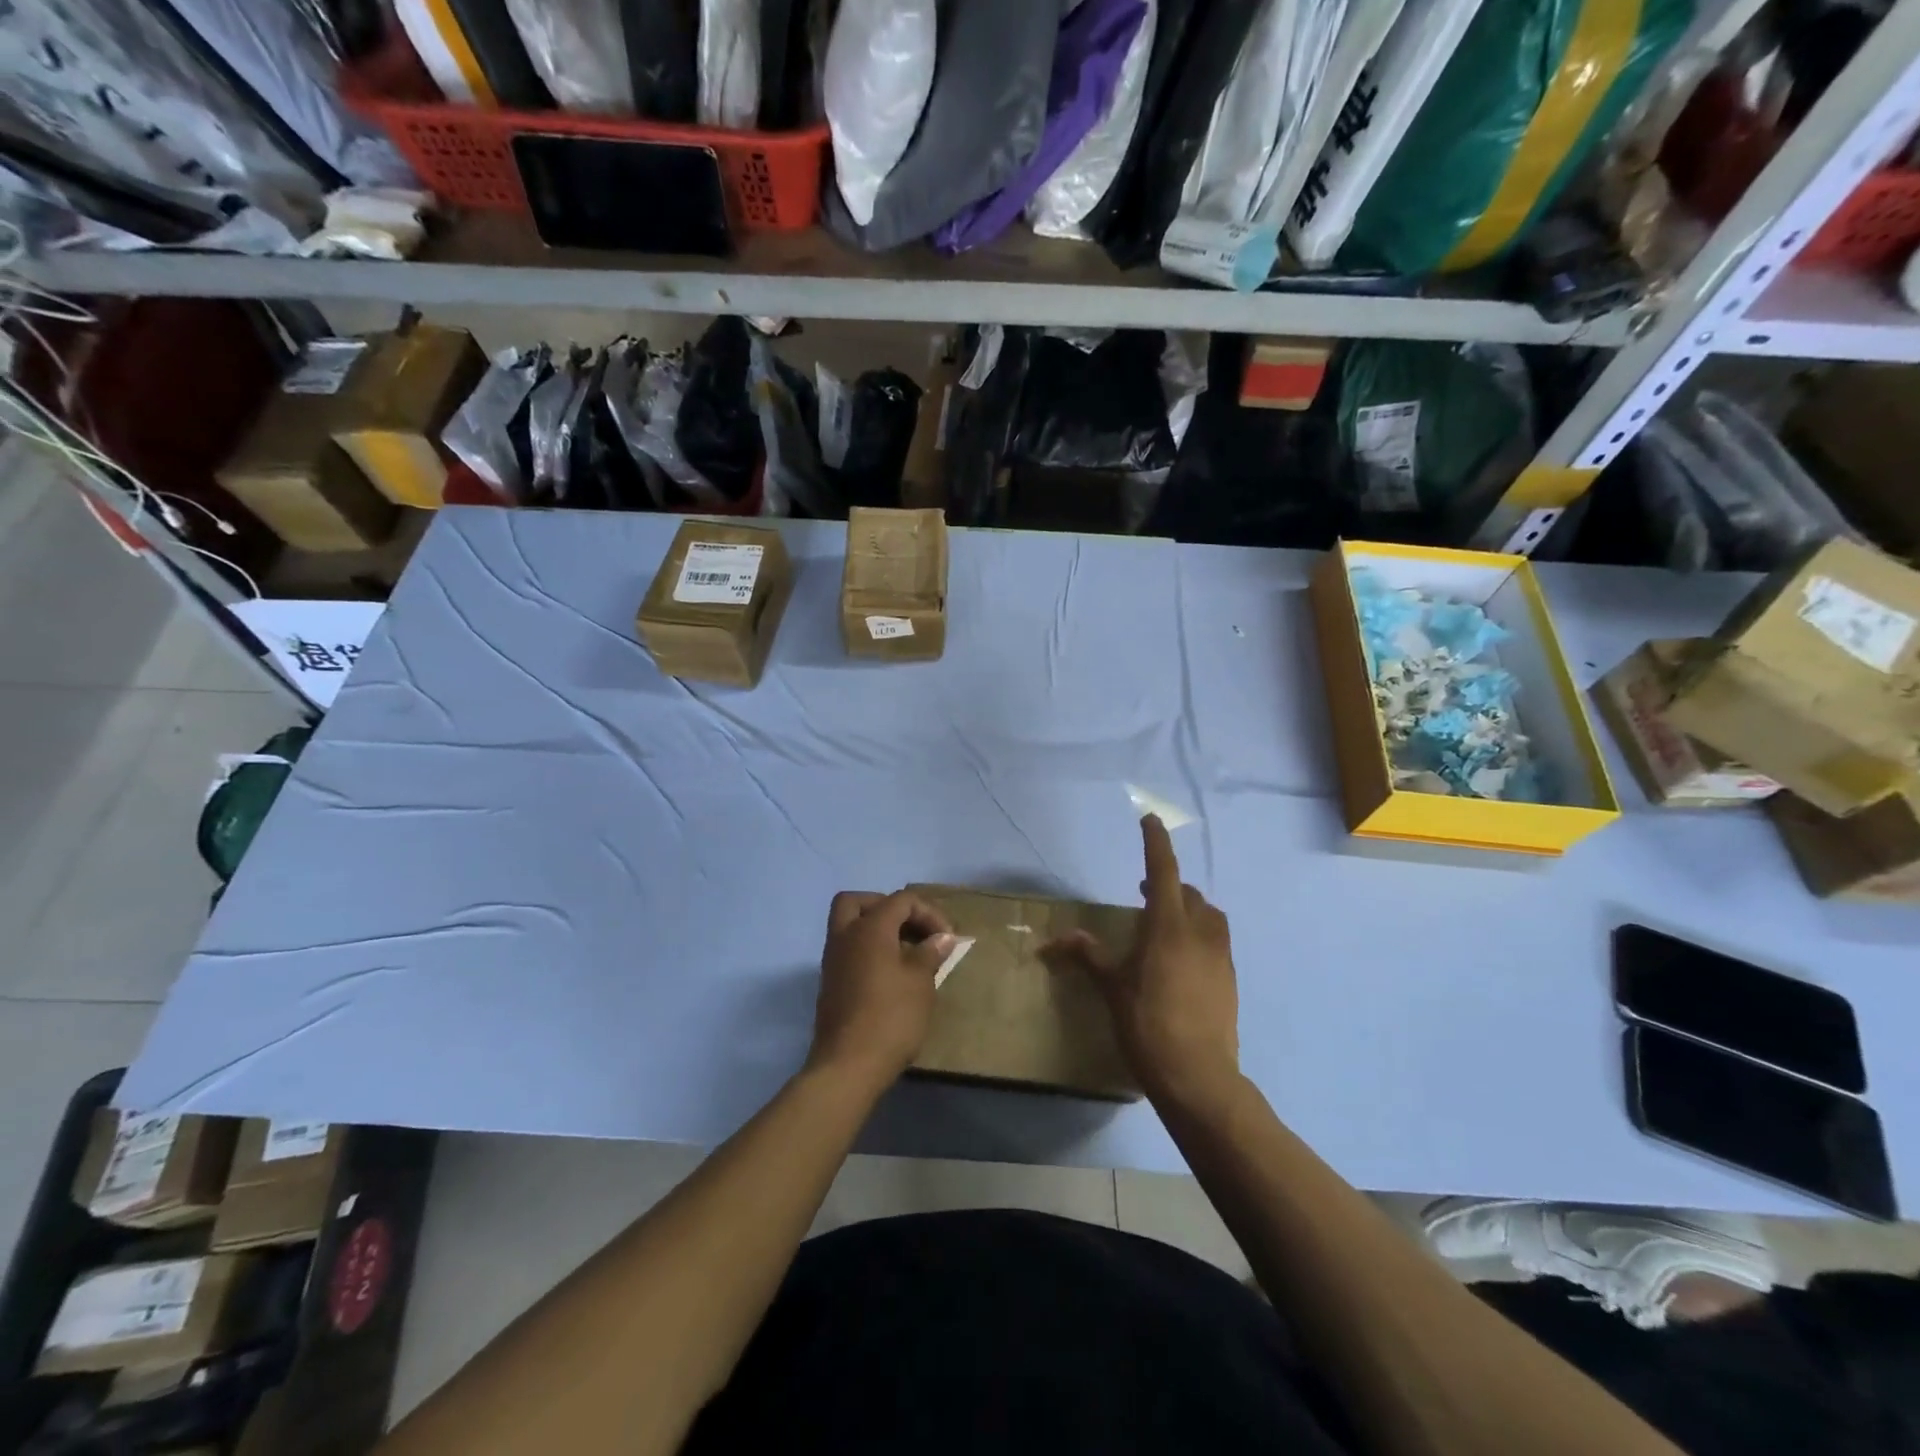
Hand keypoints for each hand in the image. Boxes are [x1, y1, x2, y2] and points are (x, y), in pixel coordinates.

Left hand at [806, 890, 956, 1095]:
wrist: (848, 1065)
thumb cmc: (891, 1017)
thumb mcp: (920, 982)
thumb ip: (930, 953)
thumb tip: (942, 938)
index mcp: (869, 928)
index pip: (901, 900)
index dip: (929, 913)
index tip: (948, 939)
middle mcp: (845, 936)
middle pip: (859, 901)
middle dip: (888, 907)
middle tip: (912, 928)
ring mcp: (833, 960)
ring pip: (849, 925)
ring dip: (876, 929)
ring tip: (907, 952)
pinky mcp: (830, 983)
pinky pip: (848, 950)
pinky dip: (868, 950)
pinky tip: (890, 973)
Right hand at [1044, 816, 1239, 1108]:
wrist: (1198, 1077)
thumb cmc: (1148, 1024)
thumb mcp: (1112, 988)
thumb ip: (1089, 955)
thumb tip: (1057, 939)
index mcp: (1168, 927)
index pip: (1162, 871)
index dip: (1156, 843)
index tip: (1150, 820)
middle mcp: (1199, 933)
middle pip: (1188, 893)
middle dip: (1168, 883)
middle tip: (1143, 891)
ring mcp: (1220, 957)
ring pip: (1209, 916)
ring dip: (1189, 908)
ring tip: (1166, 923)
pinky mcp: (1230, 980)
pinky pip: (1216, 942)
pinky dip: (1199, 935)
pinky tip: (1181, 960)